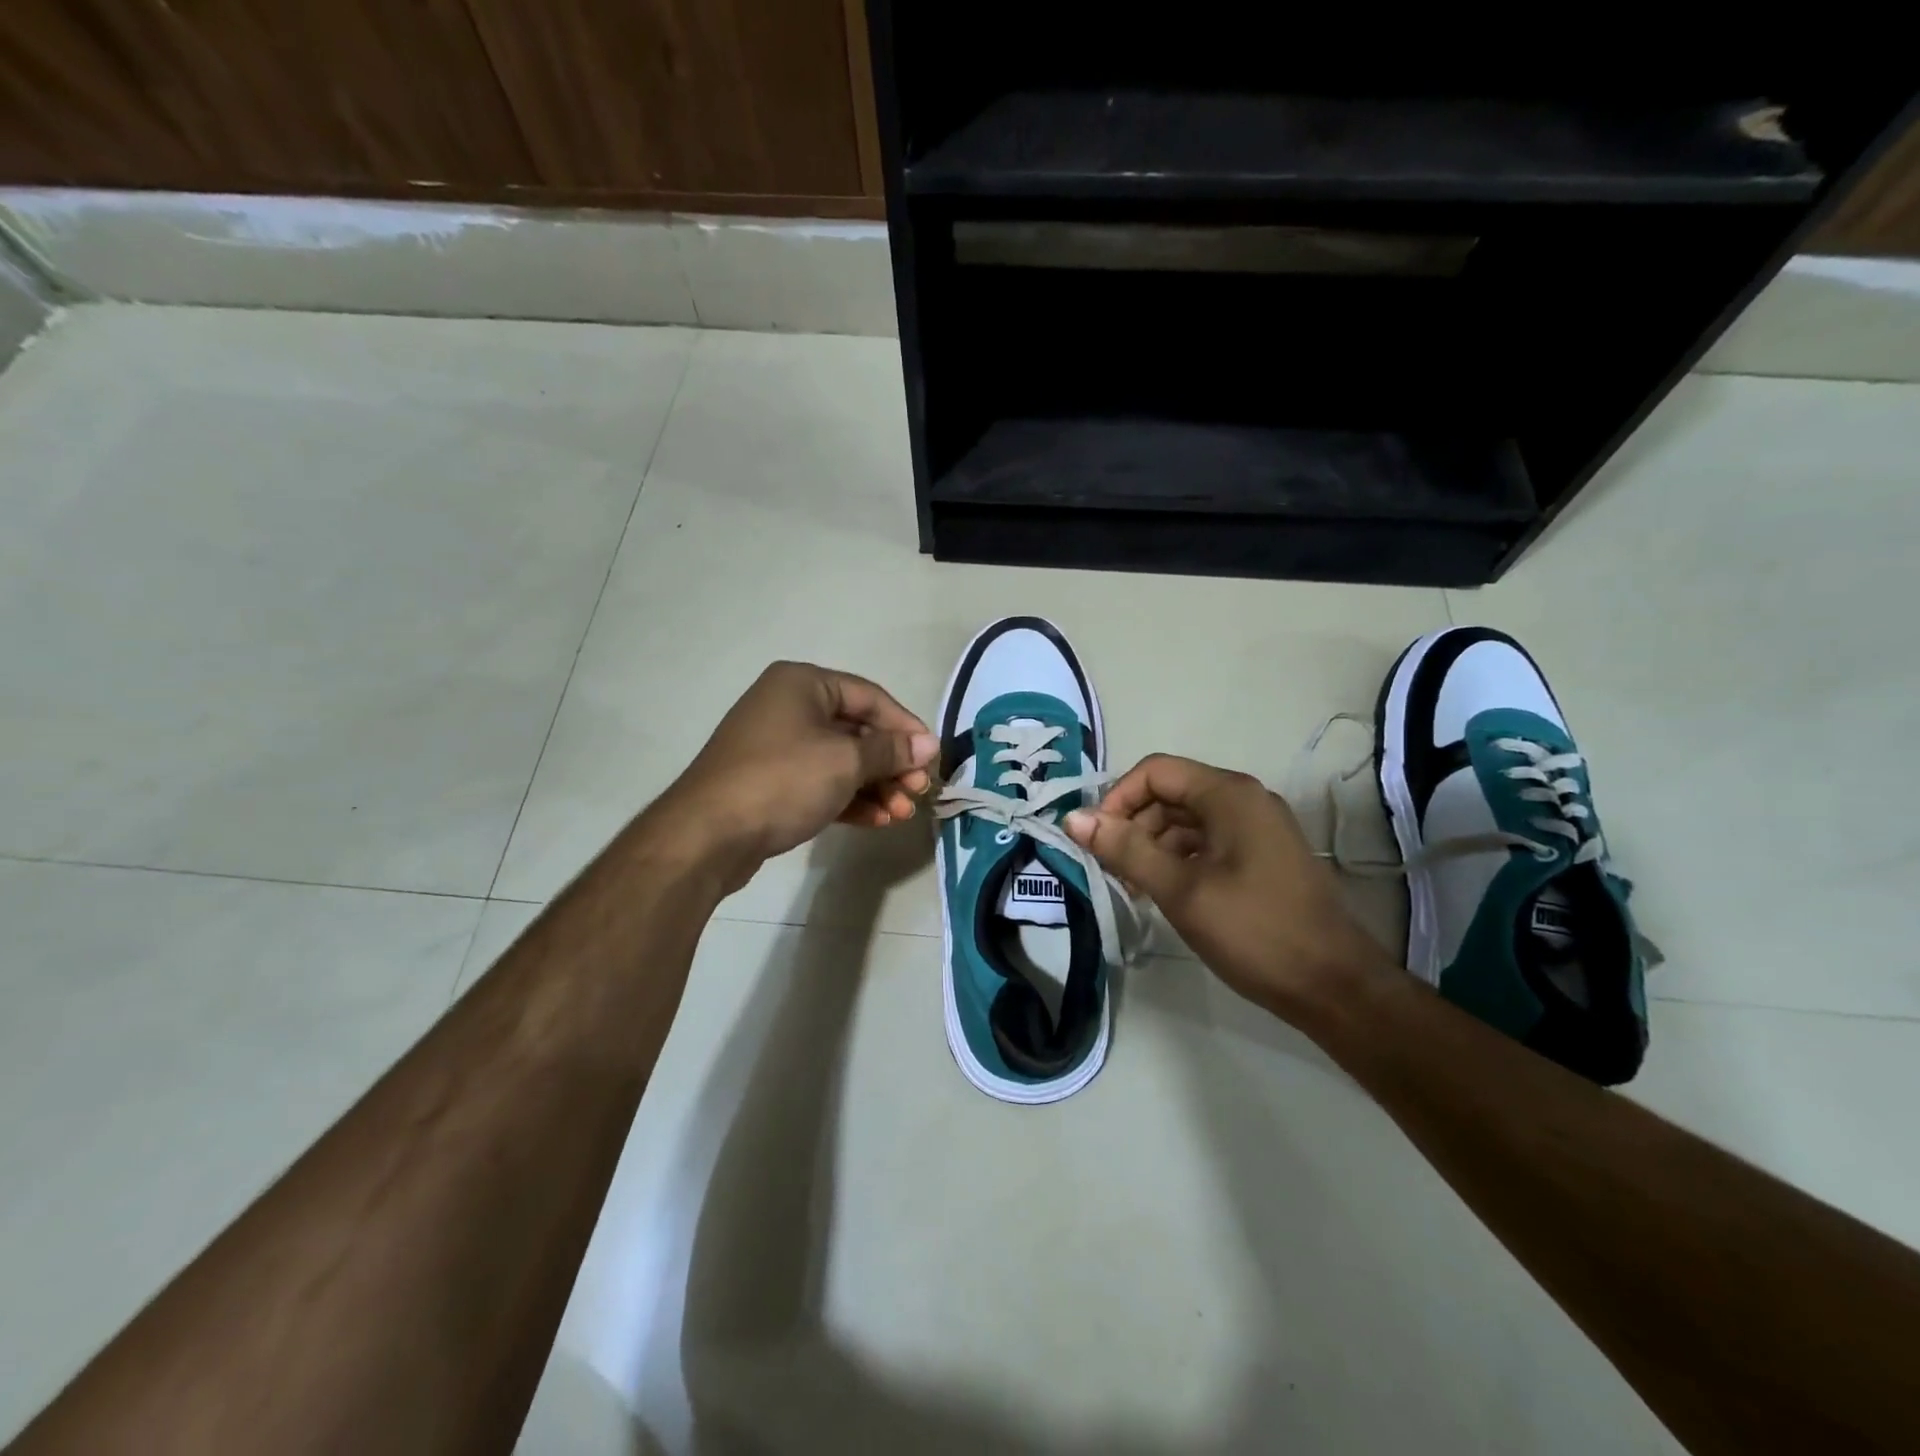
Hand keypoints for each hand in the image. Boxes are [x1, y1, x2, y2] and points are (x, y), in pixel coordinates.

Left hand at [654, 662, 935, 891]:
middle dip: (891, 764)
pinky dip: (850, 798)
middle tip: (918, 792)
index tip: (931, 758)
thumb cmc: (783, 780)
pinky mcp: (771, 781)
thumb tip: (928, 744)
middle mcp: (789, 706)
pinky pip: (821, 782)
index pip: (870, 696)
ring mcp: (777, 745)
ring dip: (875, 786)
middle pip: (857, 730)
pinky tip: (877, 820)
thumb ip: (890, 751)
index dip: (905, 727)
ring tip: (902, 813)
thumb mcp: (845, 761)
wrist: (708, 835)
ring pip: (840, 760)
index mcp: (802, 683)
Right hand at [1064, 754, 1393, 1020]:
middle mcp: (1245, 800)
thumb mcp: (1181, 890)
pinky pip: (1207, 842)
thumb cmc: (1255, 931)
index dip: (1117, 799)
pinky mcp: (1262, 856)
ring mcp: (1257, 828)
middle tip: (1110, 869)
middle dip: (1133, 824)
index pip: (1156, 772)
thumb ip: (1126, 849)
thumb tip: (1074, 817)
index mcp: (1229, 795)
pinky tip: (1162, 893)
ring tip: (1132, 886)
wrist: (1334, 987)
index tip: (1096, 840)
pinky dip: (1178, 859)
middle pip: (1170, 793)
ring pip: (1186, 820)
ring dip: (1152, 845)